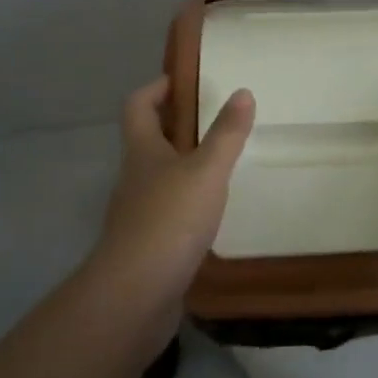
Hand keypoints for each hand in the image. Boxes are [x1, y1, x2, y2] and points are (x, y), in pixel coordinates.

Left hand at [94, 76, 254, 303]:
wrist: (135, 296)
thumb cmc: (169, 220)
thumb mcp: (206, 170)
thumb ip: (226, 133)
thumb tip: (242, 92)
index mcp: (142, 151)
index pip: (138, 105)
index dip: (156, 88)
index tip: (183, 81)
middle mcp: (134, 178)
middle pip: (148, 140)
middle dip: (176, 126)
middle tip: (214, 119)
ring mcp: (137, 214)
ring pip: (159, 177)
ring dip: (183, 166)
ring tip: (221, 163)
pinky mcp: (146, 246)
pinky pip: (167, 212)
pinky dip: (187, 203)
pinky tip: (212, 212)